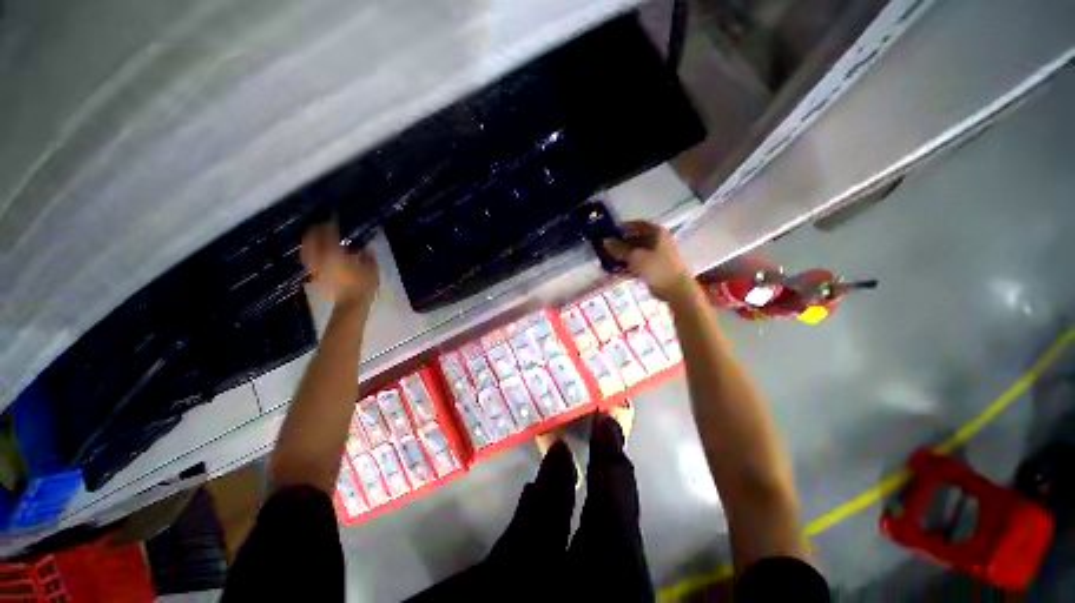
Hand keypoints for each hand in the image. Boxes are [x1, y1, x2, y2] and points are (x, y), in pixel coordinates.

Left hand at [300, 222, 378, 306]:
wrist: (351, 304)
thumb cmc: (363, 285)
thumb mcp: (371, 269)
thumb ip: (368, 256)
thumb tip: (367, 248)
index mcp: (335, 254)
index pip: (330, 234)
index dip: (331, 224)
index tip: (333, 217)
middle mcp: (322, 258)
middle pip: (313, 240)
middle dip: (315, 231)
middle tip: (320, 224)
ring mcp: (317, 267)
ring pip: (308, 250)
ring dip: (310, 241)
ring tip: (315, 236)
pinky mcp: (317, 276)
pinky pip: (310, 260)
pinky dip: (311, 253)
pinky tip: (317, 252)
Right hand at [603, 221, 694, 301]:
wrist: (676, 290)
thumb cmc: (657, 268)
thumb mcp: (635, 256)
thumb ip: (619, 248)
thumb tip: (605, 241)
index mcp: (657, 233)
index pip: (637, 225)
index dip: (623, 227)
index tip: (609, 232)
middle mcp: (658, 241)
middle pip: (636, 239)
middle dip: (620, 244)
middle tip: (606, 248)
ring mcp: (657, 256)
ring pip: (636, 253)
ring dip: (622, 257)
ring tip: (607, 261)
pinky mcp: (654, 269)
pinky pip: (638, 264)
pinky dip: (628, 267)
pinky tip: (615, 272)